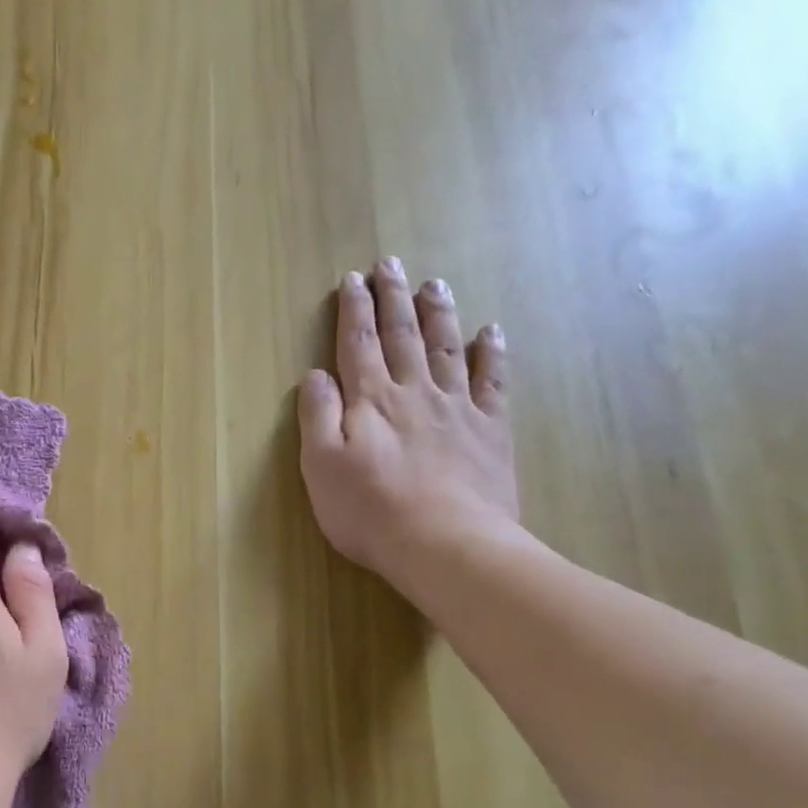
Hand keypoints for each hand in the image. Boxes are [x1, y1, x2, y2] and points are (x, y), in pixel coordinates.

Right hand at [298, 260, 520, 596]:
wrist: (446, 544)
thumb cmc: (370, 510)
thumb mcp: (321, 466)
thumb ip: (317, 415)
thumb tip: (315, 374)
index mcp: (370, 400)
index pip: (357, 344)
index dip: (353, 310)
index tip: (352, 280)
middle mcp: (413, 392)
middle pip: (402, 335)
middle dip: (393, 298)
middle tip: (391, 263)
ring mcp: (456, 408)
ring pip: (446, 348)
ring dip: (438, 313)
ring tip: (434, 284)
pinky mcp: (489, 430)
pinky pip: (492, 381)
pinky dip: (491, 353)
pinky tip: (491, 332)